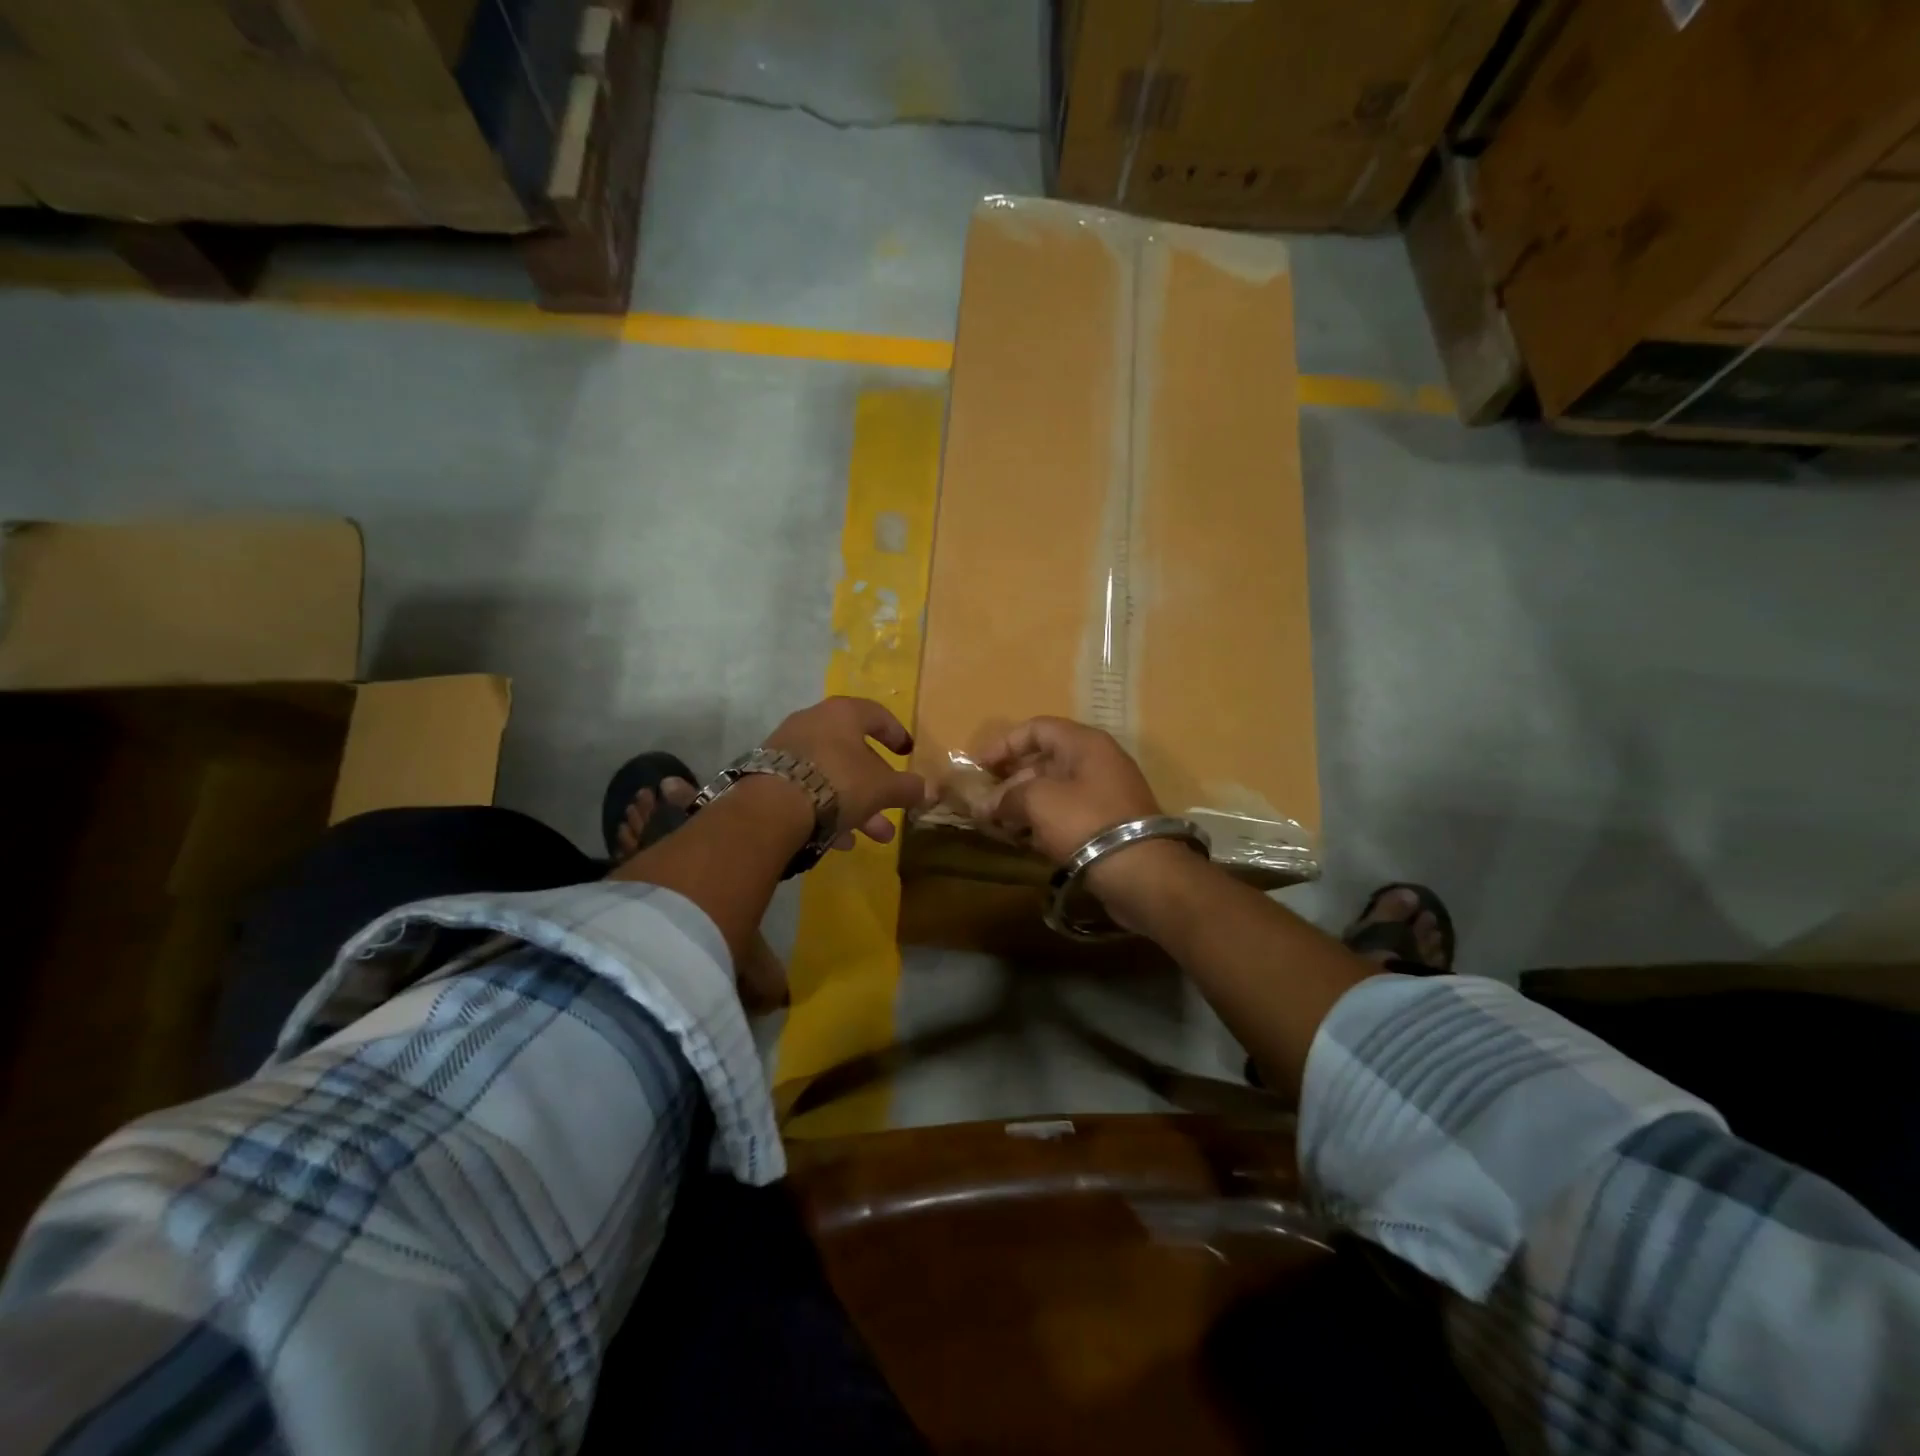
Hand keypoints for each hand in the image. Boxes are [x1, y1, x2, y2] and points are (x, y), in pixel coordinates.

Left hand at [763, 696, 930, 846]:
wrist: (772, 807)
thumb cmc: (839, 783)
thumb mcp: (883, 788)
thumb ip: (908, 788)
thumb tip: (927, 790)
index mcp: (842, 713)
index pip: (876, 715)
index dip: (896, 734)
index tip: (907, 753)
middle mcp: (813, 722)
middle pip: (853, 753)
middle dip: (877, 786)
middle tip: (894, 809)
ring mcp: (787, 748)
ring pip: (831, 776)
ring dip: (856, 805)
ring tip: (874, 837)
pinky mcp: (768, 775)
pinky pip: (807, 790)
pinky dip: (827, 811)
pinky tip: (840, 842)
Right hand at [974, 716, 1160, 863]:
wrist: (1140, 871)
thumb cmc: (1085, 822)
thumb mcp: (1038, 801)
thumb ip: (1006, 797)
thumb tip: (985, 806)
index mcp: (1084, 743)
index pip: (1037, 728)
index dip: (1004, 744)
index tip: (978, 766)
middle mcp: (1096, 761)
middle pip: (1043, 761)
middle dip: (1009, 781)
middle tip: (984, 803)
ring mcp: (1104, 794)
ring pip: (1053, 790)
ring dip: (1022, 804)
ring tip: (996, 825)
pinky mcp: (1106, 824)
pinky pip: (1066, 813)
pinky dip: (1041, 822)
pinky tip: (1021, 839)